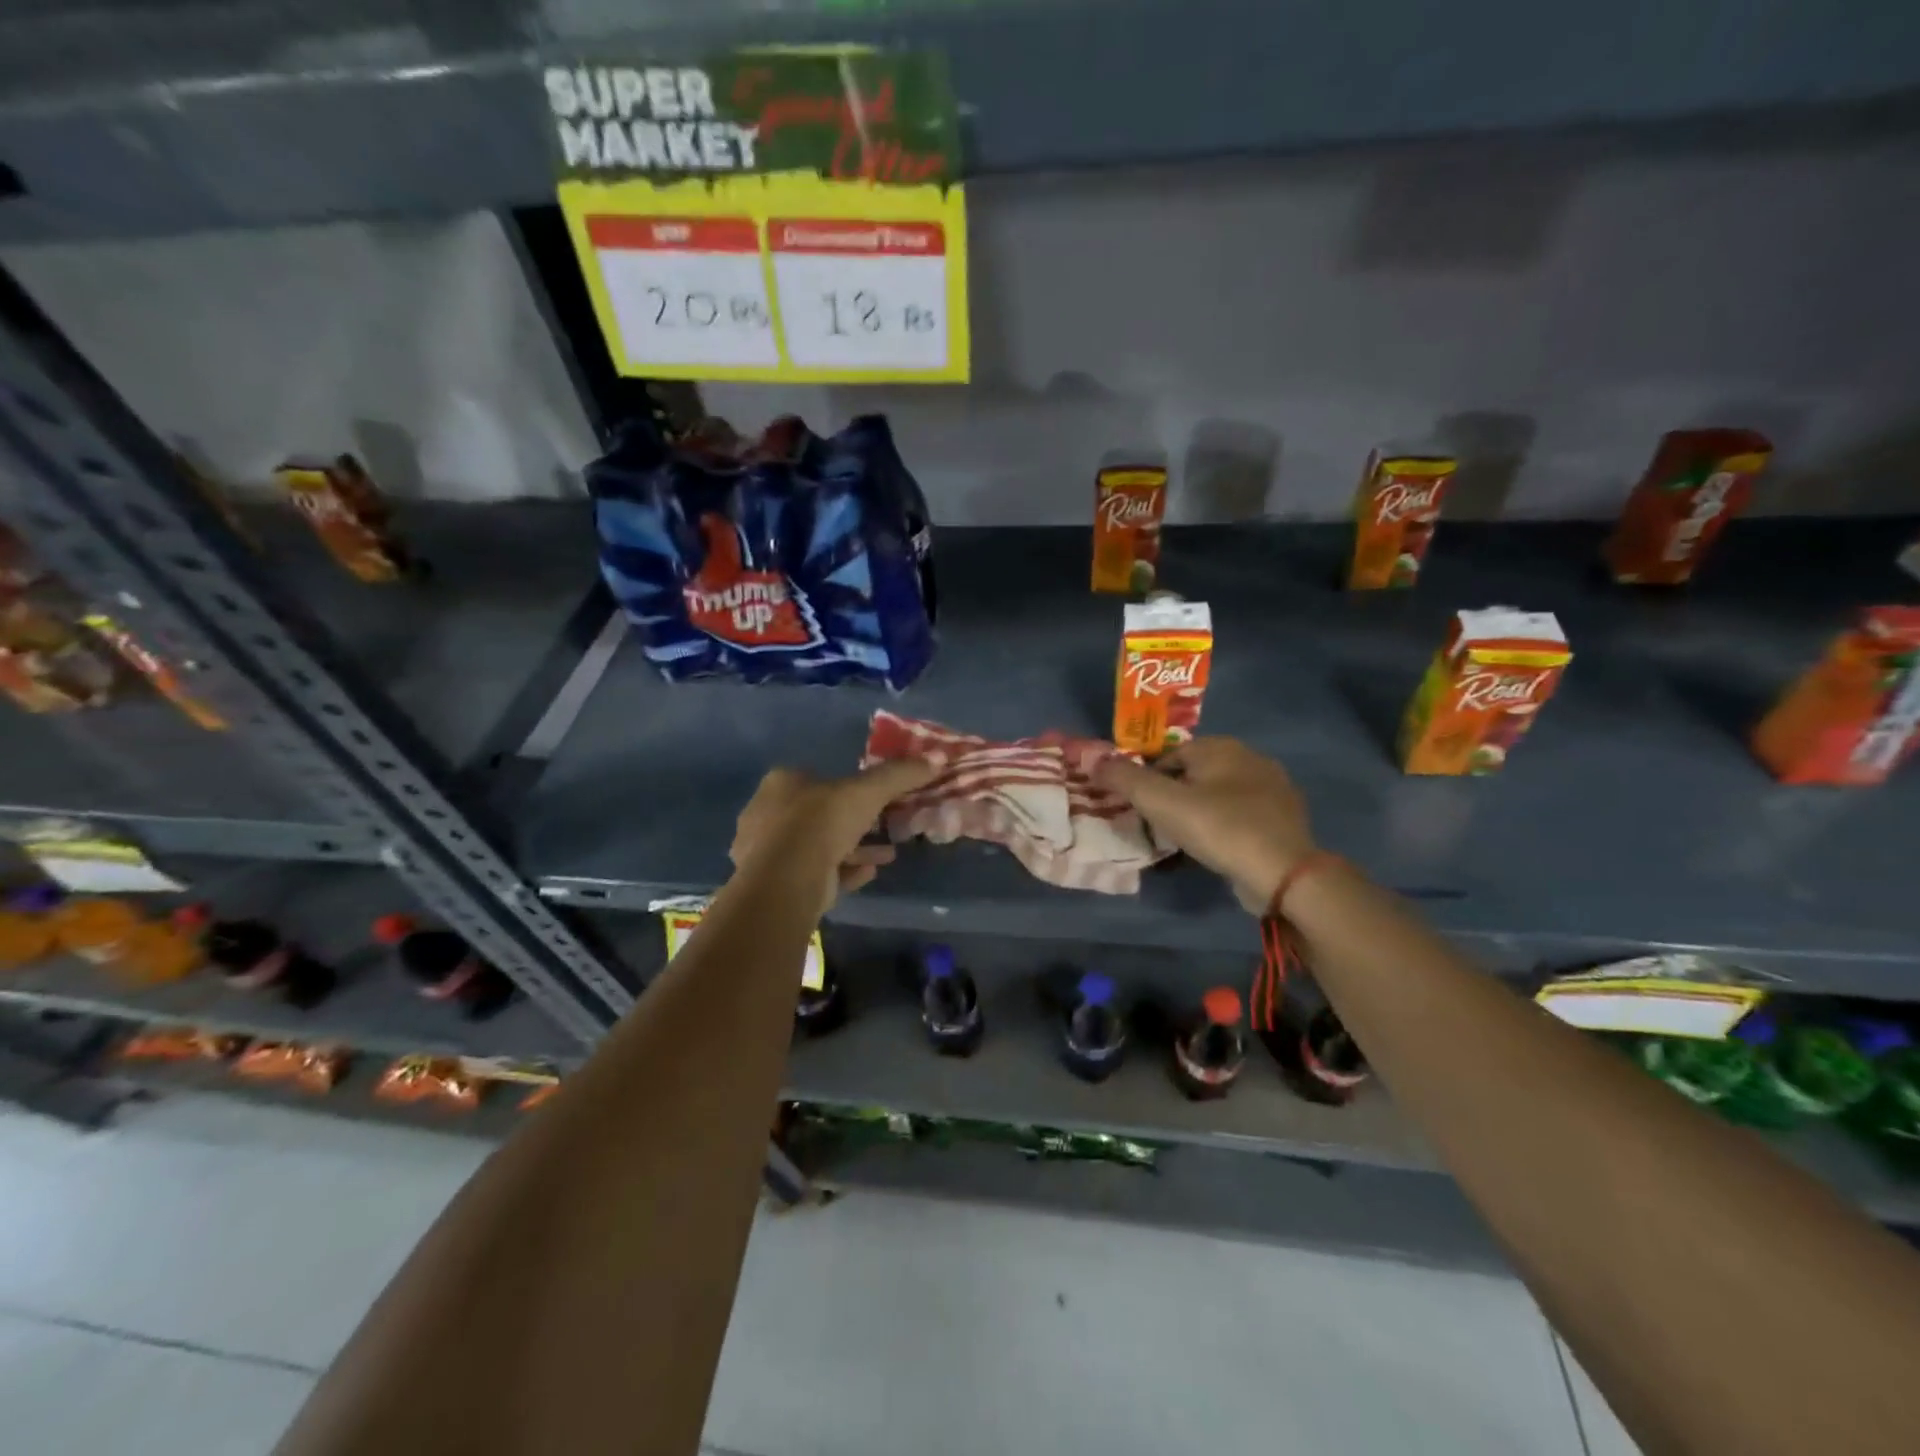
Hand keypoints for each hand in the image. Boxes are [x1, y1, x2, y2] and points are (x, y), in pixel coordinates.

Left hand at [729, 760, 936, 912]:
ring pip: (819, 846)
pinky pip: (817, 873)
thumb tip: (937, 757)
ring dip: (854, 849)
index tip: (874, 797)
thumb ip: (900, 774)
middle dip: (854, 822)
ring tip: (888, 854)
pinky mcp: (777, 885)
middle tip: (885, 826)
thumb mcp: (868, 791)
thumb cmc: (822, 822)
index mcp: (781, 783)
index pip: (816, 778)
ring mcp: (768, 853)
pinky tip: (869, 874)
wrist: (787, 880)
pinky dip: (844, 871)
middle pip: (818, 814)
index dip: (847, 786)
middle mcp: (768, 814)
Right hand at [1095, 738, 1315, 911]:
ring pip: (1218, 796)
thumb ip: (1123, 778)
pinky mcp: (1283, 819)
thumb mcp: (1161, 802)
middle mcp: (1250, 758)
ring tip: (1183, 841)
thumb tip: (1091, 760)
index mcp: (1221, 746)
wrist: (1284, 873)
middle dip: (1173, 796)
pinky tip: (1215, 849)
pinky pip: (1240, 817)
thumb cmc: (1219, 827)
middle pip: (1194, 774)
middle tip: (1158, 825)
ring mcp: (1272, 789)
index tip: (1139, 808)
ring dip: (1198, 813)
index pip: (1169, 754)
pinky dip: (1222, 828)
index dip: (1147, 779)